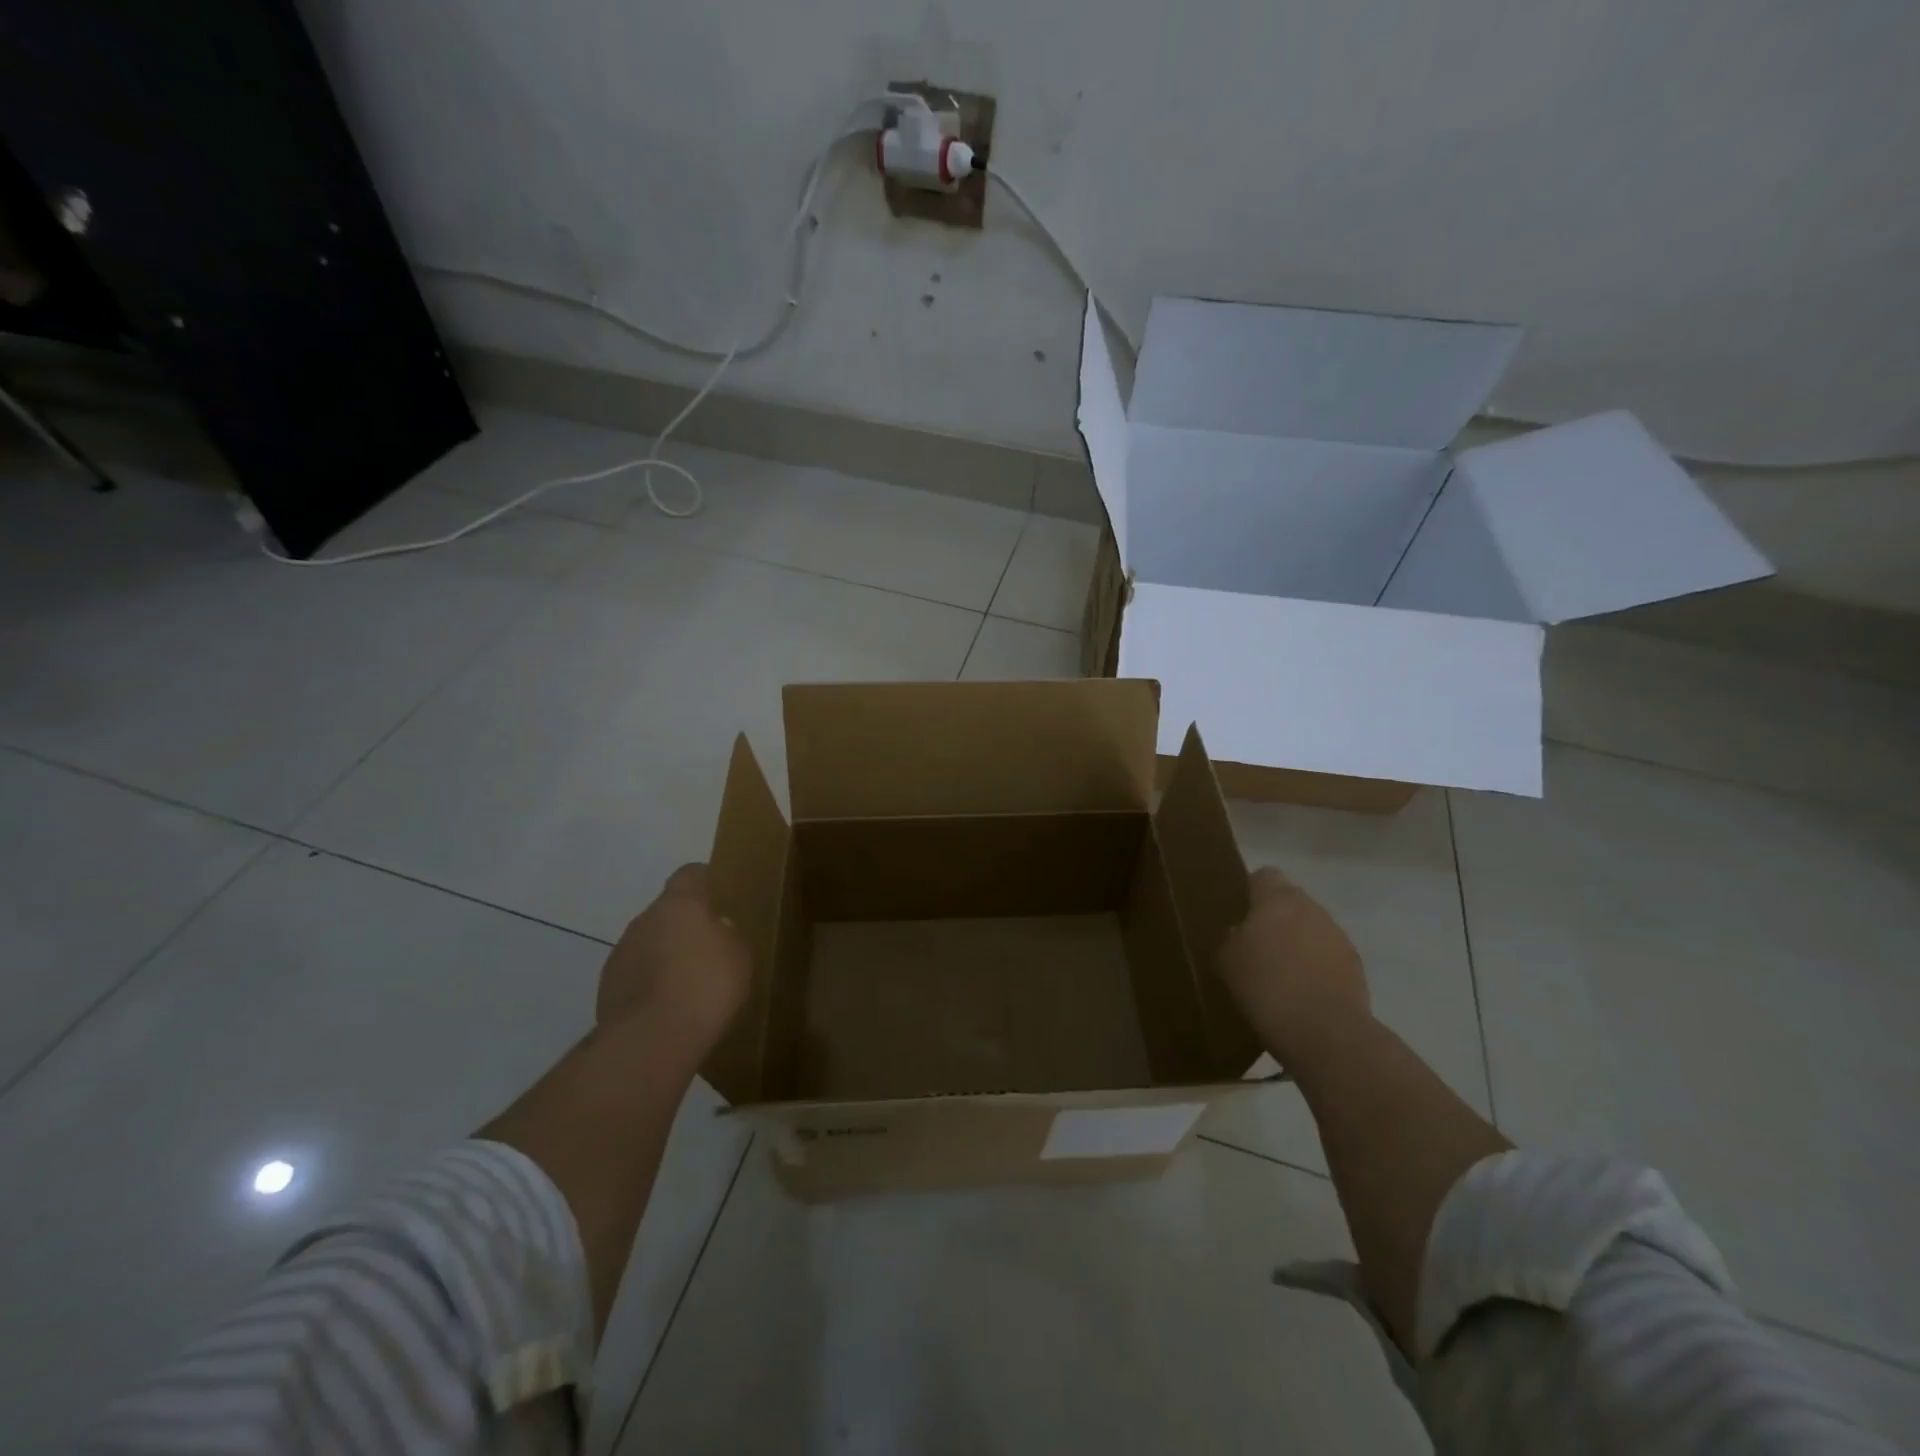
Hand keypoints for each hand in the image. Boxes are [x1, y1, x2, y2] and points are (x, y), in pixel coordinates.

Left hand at [597, 864, 751, 1061]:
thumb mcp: (739, 956)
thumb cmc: (707, 986)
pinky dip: (649, 983)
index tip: (718, 895)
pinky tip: (667, 1007)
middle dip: (684, 926)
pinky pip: (635, 973)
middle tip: (708, 950)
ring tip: (687, 985)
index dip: (704, 881)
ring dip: (664, 956)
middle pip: (667, 911)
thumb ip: (728, 936)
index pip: (690, 874)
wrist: (652, 1039)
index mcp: (680, 904)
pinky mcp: (607, 986)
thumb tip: (716, 930)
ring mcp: (621, 952)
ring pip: (648, 943)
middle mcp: (645, 919)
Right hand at [1219, 866, 1370, 1068]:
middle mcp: (1310, 907)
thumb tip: (1240, 931)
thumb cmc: (1266, 988)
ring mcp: (1337, 935)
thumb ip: (1232, 936)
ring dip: (1297, 941)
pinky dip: (1315, 964)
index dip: (1250, 891)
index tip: (1238, 913)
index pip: (1263, 875)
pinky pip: (1327, 953)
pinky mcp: (1355, 964)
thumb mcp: (1227, 960)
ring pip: (1310, 927)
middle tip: (1255, 944)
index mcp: (1277, 898)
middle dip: (1275, 917)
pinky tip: (1302, 990)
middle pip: (1290, 900)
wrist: (1325, 1033)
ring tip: (1280, 972)